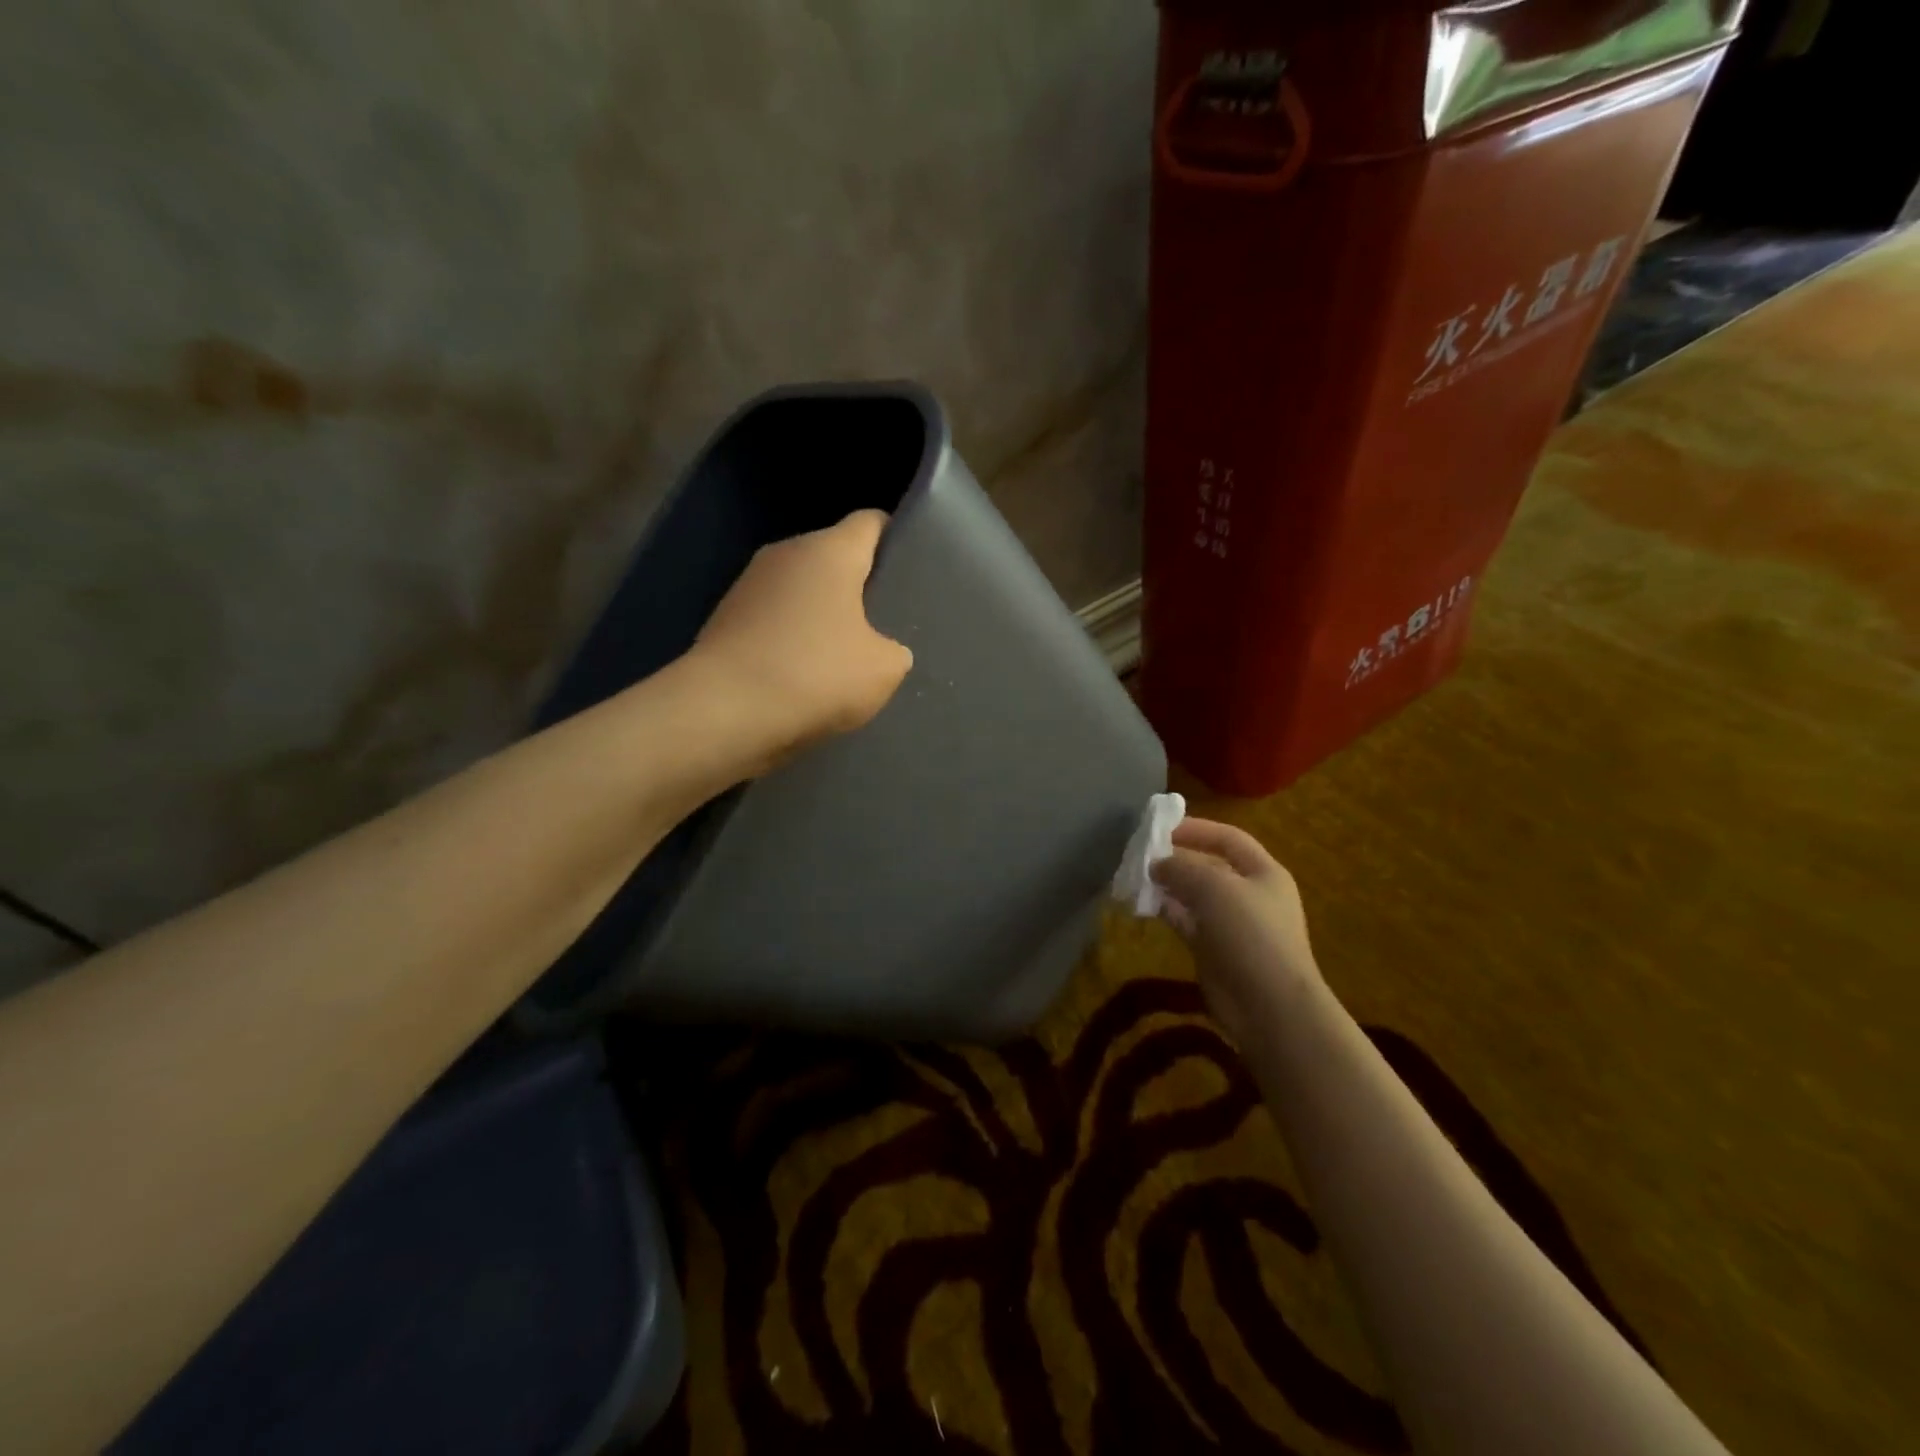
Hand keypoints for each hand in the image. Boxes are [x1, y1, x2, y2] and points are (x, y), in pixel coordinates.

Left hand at [690, 509, 913, 762]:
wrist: (723, 712)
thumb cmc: (815, 675)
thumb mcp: (883, 669)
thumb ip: (893, 649)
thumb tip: (880, 648)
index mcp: (829, 551)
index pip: (870, 522)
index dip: (894, 539)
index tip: (909, 569)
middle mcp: (786, 553)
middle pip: (832, 556)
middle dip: (856, 585)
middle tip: (883, 623)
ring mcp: (749, 585)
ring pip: (799, 590)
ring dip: (820, 615)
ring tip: (841, 655)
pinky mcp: (724, 618)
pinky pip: (773, 619)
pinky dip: (789, 638)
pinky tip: (802, 674)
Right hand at [1151, 819, 1322, 1046]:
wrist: (1269, 1006)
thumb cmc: (1249, 934)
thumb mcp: (1214, 887)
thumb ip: (1182, 867)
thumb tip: (1157, 864)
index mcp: (1263, 872)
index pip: (1228, 838)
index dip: (1195, 828)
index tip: (1159, 828)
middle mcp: (1250, 894)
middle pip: (1209, 866)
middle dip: (1176, 858)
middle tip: (1140, 853)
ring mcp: (1232, 924)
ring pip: (1194, 895)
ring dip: (1167, 885)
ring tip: (1134, 877)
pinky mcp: (1214, 950)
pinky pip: (1186, 921)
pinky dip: (1166, 911)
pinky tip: (1141, 904)